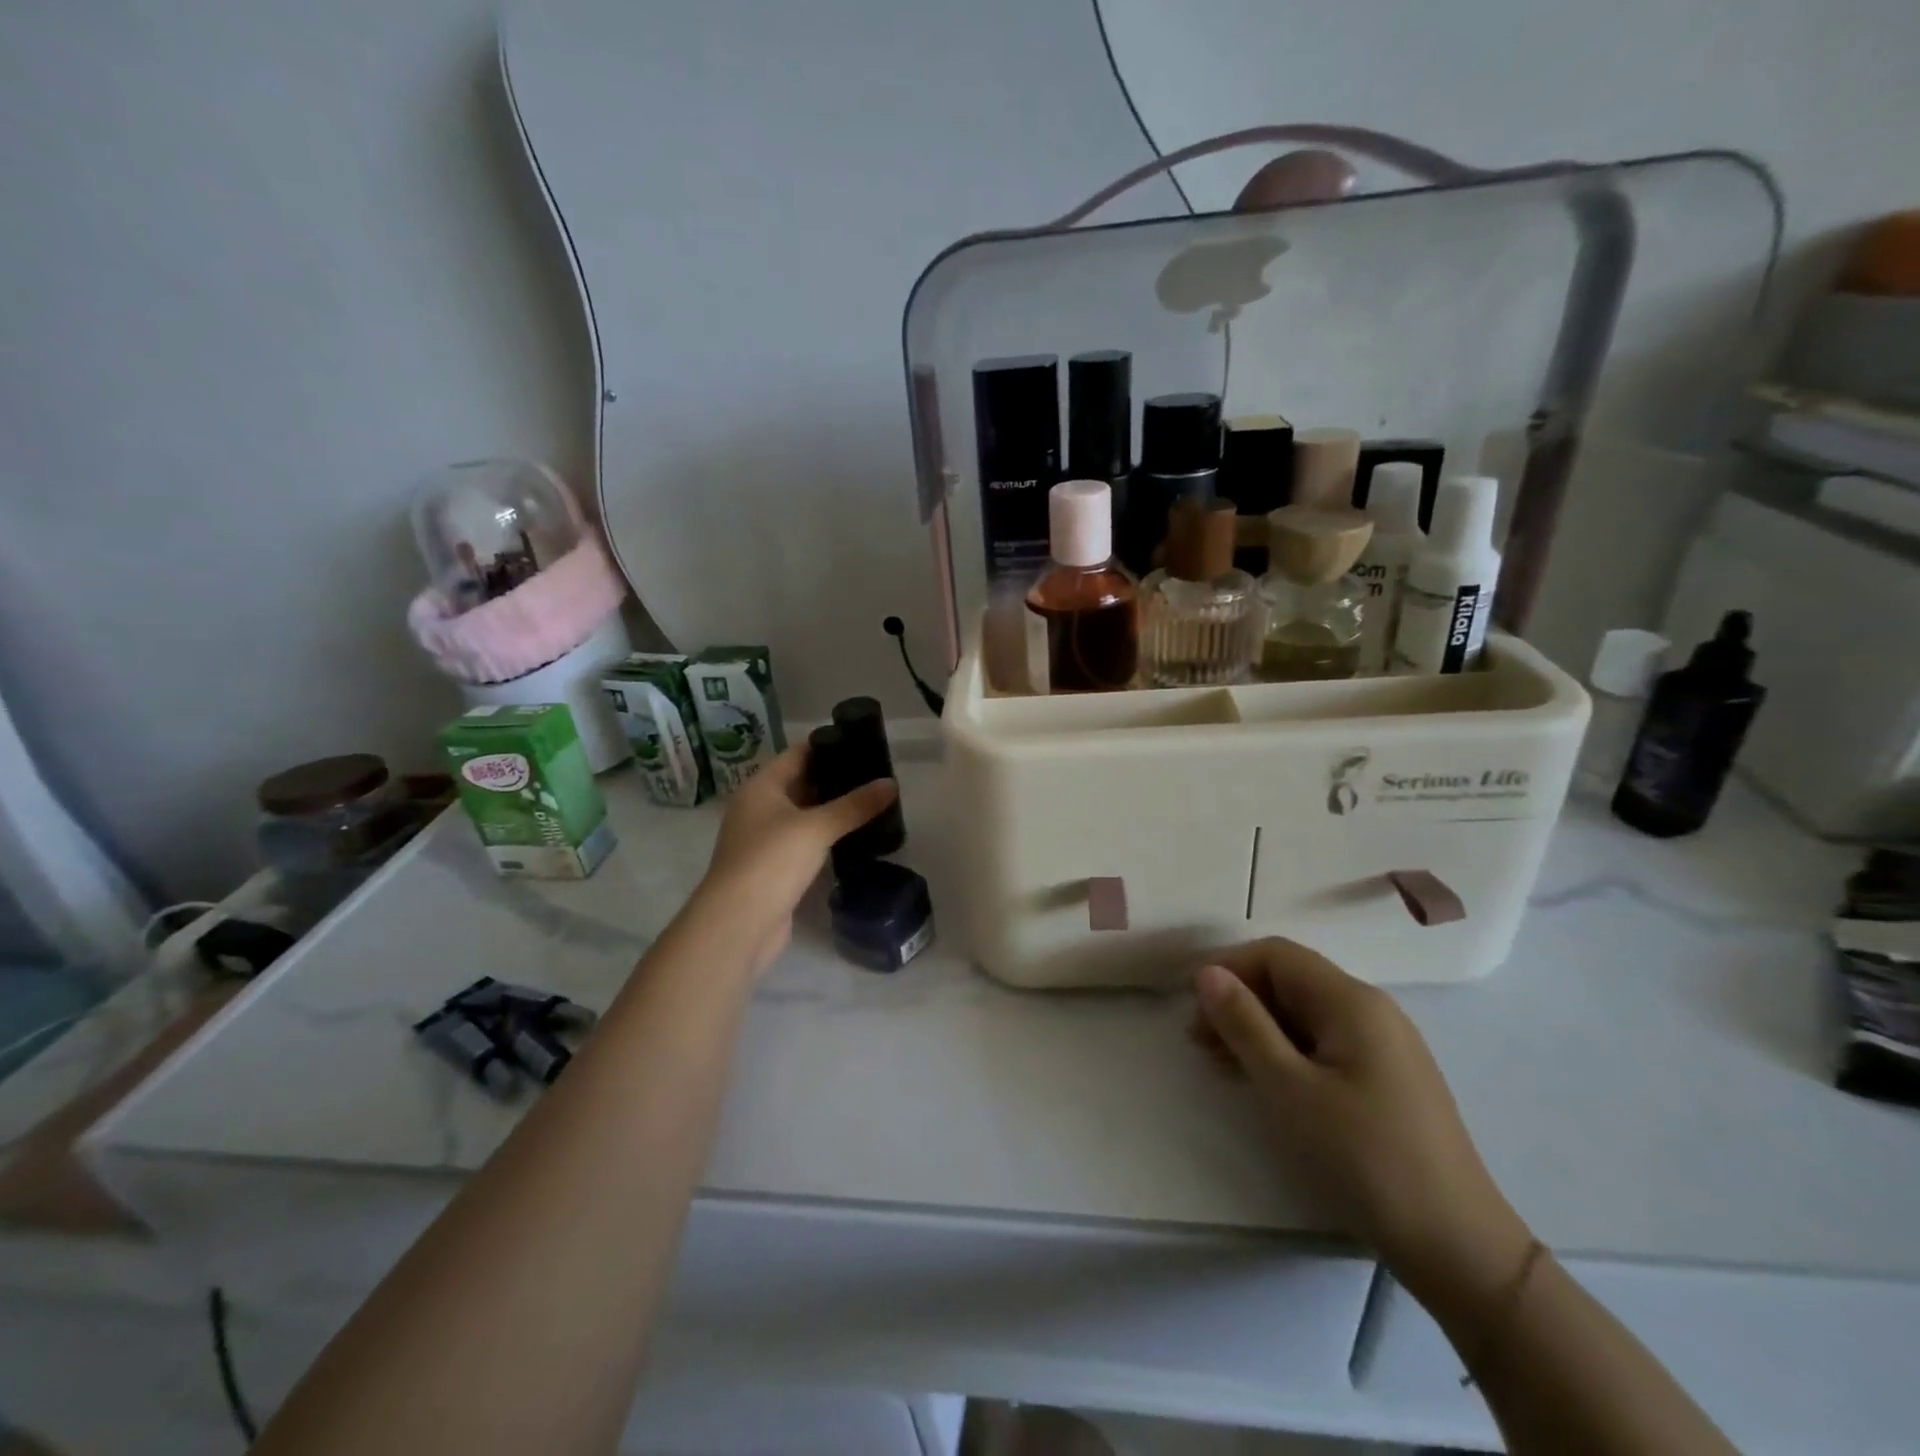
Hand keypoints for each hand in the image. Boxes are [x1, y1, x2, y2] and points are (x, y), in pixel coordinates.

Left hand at [695, 747, 897, 973]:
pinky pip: (803, 842)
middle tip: (874, 774)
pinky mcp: (773, 868)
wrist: (739, 923)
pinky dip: (825, 837)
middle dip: (833, 779)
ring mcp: (764, 840)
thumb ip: (855, 805)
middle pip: (799, 783)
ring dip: (831, 810)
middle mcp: (758, 808)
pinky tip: (853, 837)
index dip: (826, 746)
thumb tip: (892, 783)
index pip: (796, 754)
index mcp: (760, 787)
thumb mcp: (817, 827)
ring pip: (802, 815)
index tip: (861, 742)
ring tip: (870, 802)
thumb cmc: (772, 861)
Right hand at [1192, 939, 1532, 1302]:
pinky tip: (1264, 1080)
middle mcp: (1371, 1009)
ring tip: (1221, 1063)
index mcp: (1351, 1000)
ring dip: (1258, 1028)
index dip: (1229, 969)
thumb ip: (1245, 1023)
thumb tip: (1208, 972)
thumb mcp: (1289, 1087)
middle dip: (1239, 1001)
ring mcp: (1384, 1044)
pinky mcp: (1387, 1078)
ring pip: (1305, 1014)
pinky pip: (1324, 1043)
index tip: (1194, 1009)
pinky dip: (1285, 1051)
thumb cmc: (1363, 1157)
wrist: (1458, 1246)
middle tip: (1199, 1043)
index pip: (1276, 955)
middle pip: (1291, 980)